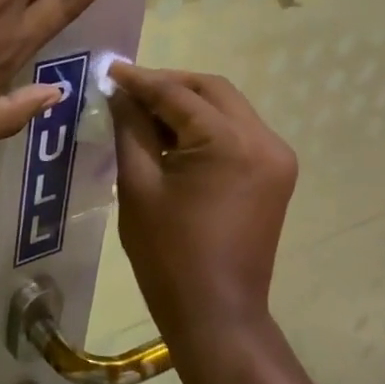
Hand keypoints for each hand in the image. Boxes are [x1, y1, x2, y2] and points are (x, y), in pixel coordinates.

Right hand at [110, 63, 297, 330]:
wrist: (216, 313)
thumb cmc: (168, 254)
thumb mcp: (138, 185)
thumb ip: (131, 129)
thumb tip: (120, 94)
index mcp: (230, 143)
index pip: (178, 94)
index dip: (140, 80)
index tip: (109, 70)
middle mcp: (264, 140)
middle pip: (212, 91)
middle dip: (168, 85)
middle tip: (127, 89)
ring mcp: (276, 158)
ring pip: (227, 109)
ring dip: (187, 104)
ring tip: (144, 111)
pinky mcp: (275, 175)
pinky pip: (237, 133)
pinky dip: (205, 127)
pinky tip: (173, 136)